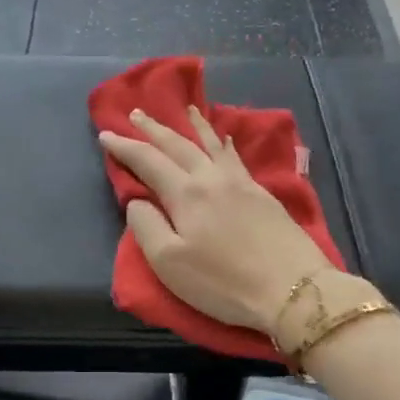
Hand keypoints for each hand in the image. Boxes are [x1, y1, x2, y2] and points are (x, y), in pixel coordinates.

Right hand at [99, 106, 333, 333]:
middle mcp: (211, 178)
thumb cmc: (223, 282)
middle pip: (178, 145)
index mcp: (185, 194)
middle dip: (154, 129)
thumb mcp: (169, 263)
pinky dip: (223, 143)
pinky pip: (235, 157)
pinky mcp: (263, 193)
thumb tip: (138, 201)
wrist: (293, 289)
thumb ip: (146, 226)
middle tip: (137, 113)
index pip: (148, 161)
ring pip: (211, 145)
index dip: (124, 147)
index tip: (105, 134)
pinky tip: (225, 139)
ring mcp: (241, 183)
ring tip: (185, 110)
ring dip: (193, 126)